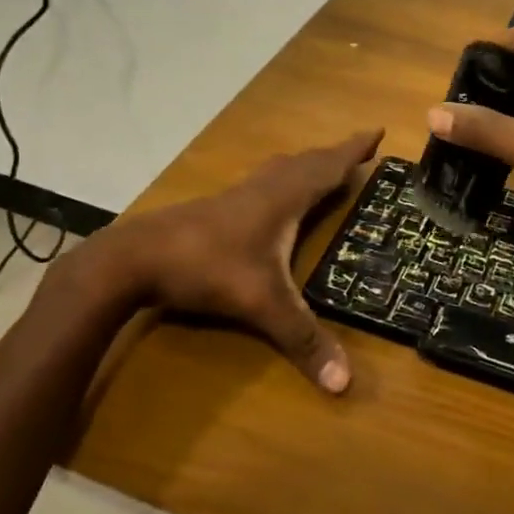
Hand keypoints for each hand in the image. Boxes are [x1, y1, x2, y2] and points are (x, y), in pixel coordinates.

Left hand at [68, 130, 382, 393]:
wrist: (135, 257)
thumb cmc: (207, 267)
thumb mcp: (261, 304)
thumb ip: (302, 339)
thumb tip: (345, 384)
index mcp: (283, 198)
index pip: (328, 167)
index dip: (354, 150)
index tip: (378, 130)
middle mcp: (264, 188)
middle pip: (307, 162)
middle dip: (335, 155)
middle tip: (359, 149)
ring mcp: (237, 195)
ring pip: (281, 170)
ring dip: (307, 164)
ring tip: (323, 167)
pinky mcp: (217, 207)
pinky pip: (262, 183)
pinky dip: (282, 179)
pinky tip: (271, 198)